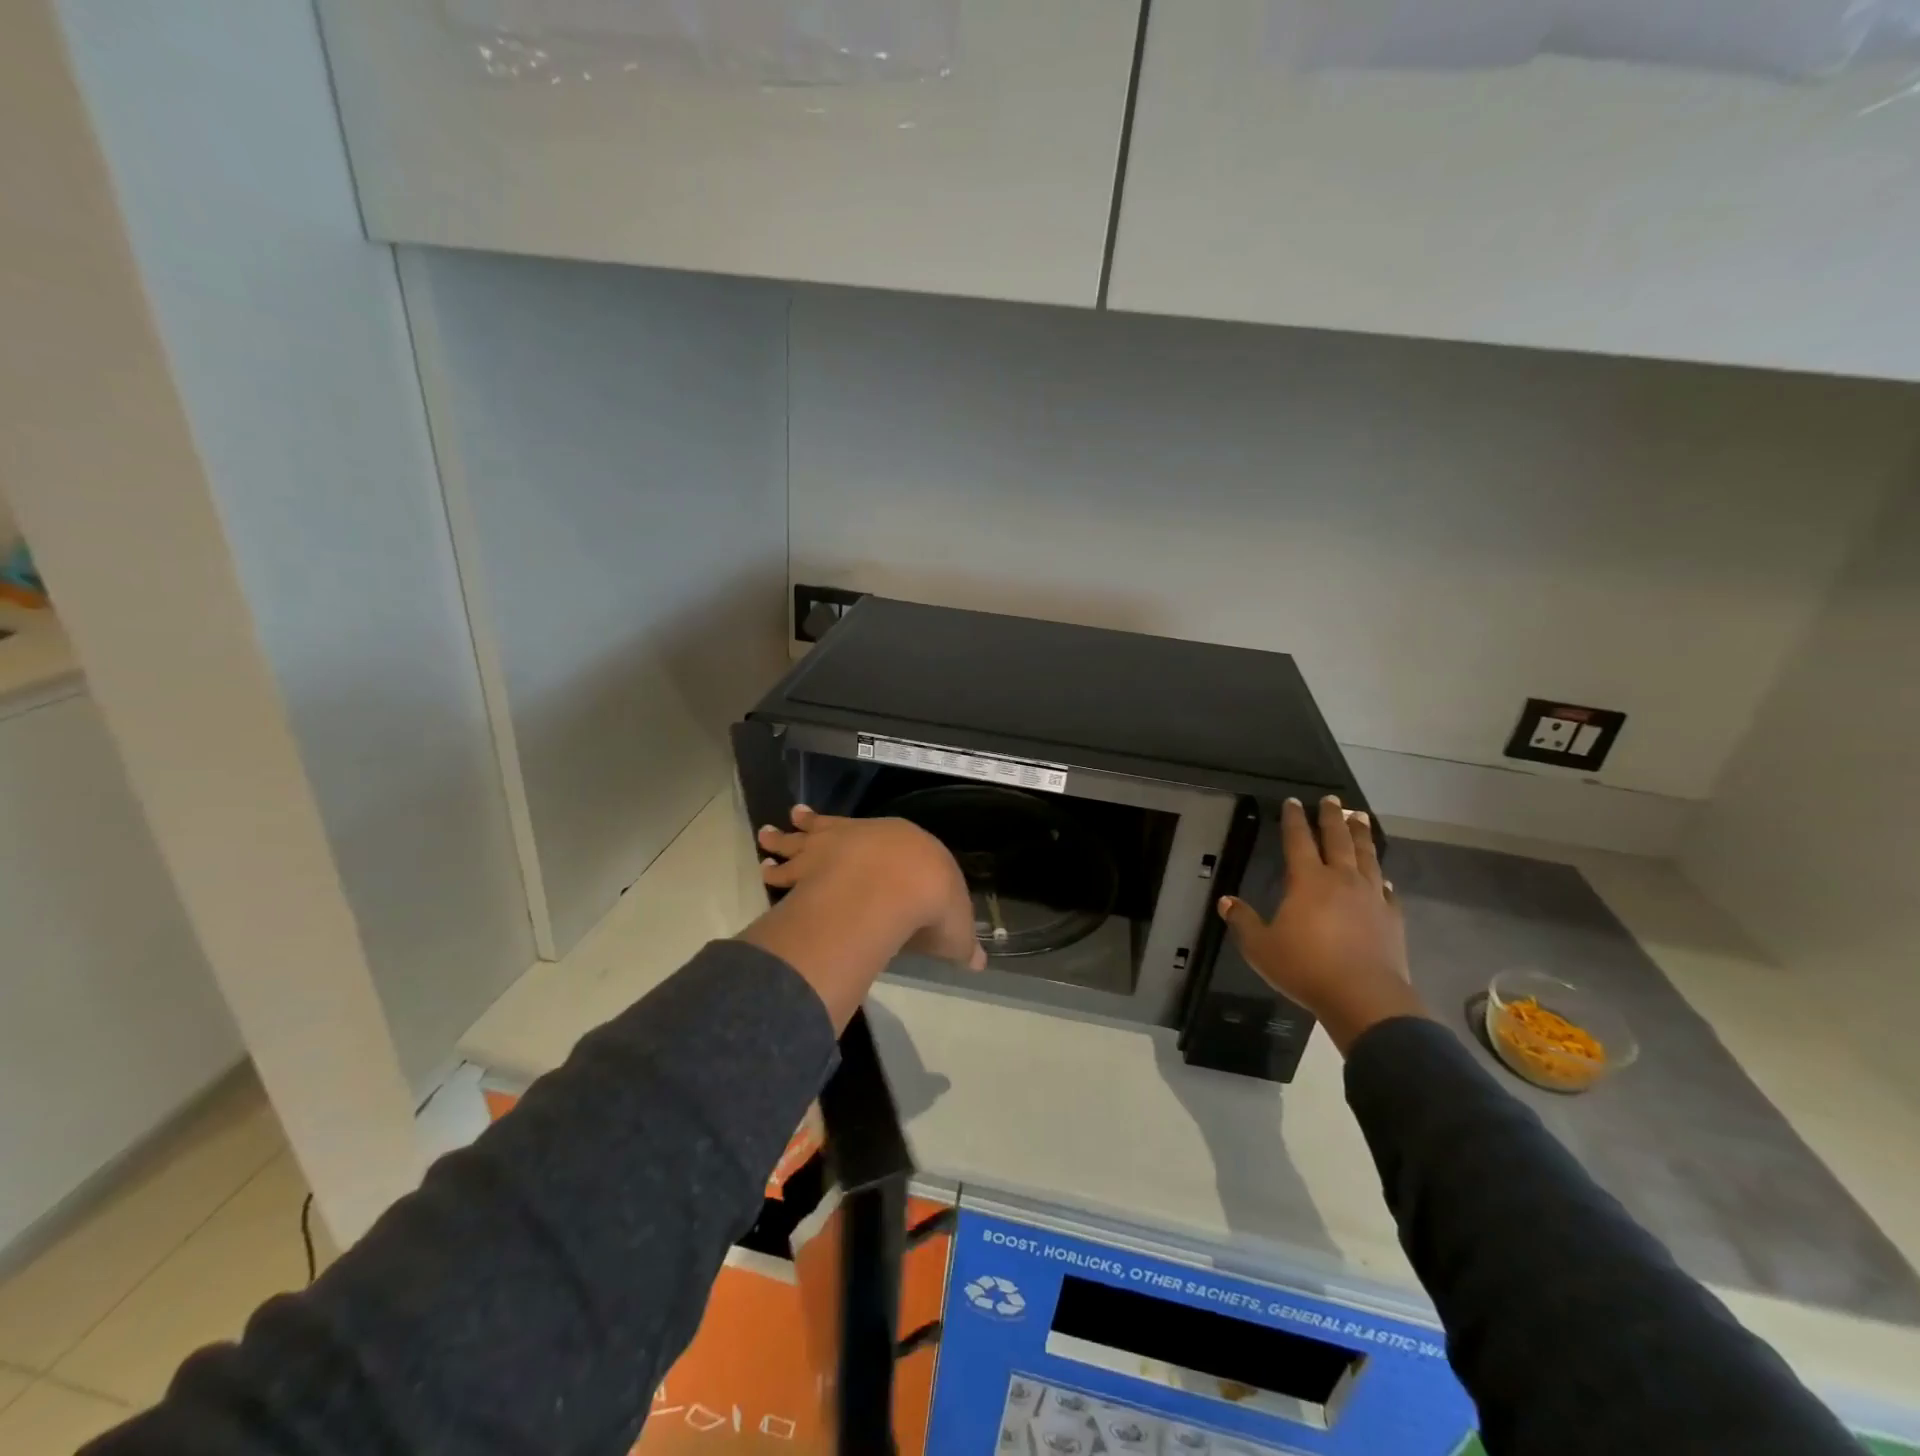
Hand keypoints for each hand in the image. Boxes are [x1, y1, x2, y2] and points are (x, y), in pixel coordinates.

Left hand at [740, 806, 983, 1031]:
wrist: (896, 883)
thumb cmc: (931, 903)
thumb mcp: (956, 931)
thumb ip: (962, 943)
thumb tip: (978, 961)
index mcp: (911, 849)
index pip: (894, 844)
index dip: (875, 844)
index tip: (863, 843)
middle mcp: (870, 838)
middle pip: (838, 829)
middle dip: (817, 827)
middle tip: (795, 819)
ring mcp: (836, 846)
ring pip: (805, 838)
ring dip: (786, 839)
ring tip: (768, 833)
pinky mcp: (811, 862)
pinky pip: (789, 863)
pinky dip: (777, 864)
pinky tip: (765, 866)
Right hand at [1217, 796, 1428, 1055]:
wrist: (1364, 998)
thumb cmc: (1306, 968)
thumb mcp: (1261, 947)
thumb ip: (1243, 921)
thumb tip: (1225, 901)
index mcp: (1307, 881)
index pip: (1298, 840)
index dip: (1294, 819)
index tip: (1293, 801)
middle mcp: (1341, 879)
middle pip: (1337, 839)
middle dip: (1332, 817)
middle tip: (1332, 799)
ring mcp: (1370, 896)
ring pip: (1366, 856)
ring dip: (1362, 835)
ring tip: (1360, 817)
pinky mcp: (1391, 917)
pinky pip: (1386, 889)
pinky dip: (1381, 877)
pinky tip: (1382, 876)